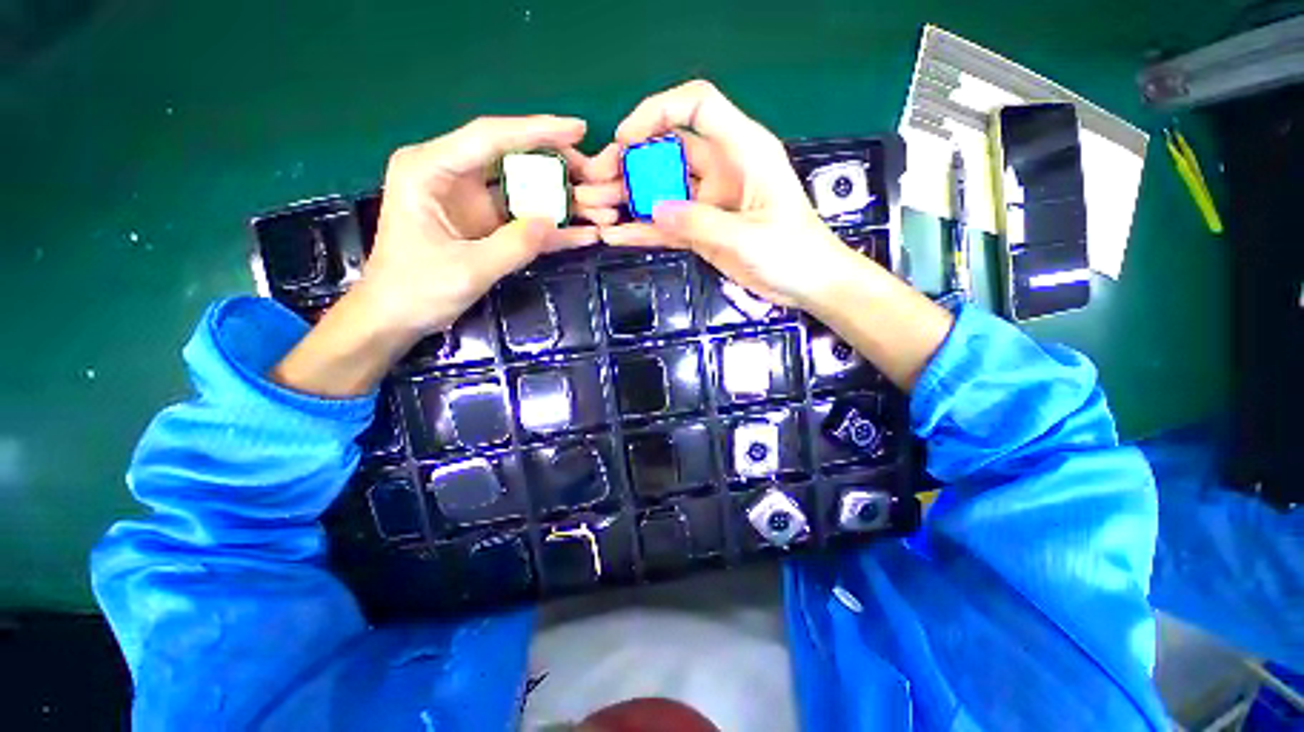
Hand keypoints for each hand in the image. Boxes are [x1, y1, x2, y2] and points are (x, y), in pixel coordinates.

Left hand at [362, 115, 597, 338]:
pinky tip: (582, 232)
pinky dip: (551, 226)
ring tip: (596, 204)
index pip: (489, 137)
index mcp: (430, 169)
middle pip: (511, 156)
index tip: (578, 129)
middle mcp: (451, 174)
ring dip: (558, 196)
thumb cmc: (417, 289)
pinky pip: (523, 218)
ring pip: (522, 186)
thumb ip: (513, 246)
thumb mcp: (467, 270)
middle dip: (555, 164)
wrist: (397, 316)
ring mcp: (470, 199)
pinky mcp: (484, 223)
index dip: (537, 131)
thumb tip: (554, 221)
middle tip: (594, 175)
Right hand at [592, 80, 862, 308]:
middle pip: (668, 149)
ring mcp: (708, 202)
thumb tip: (654, 209)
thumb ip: (701, 222)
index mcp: (743, 151)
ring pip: (661, 187)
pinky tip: (615, 235)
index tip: (627, 139)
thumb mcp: (748, 237)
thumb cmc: (792, 252)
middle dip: (630, 160)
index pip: (697, 106)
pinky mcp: (702, 230)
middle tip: (597, 181)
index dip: (658, 111)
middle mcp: (721, 169)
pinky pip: (667, 225)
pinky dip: (642, 229)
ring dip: (629, 195)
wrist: (807, 284)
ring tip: (596, 208)